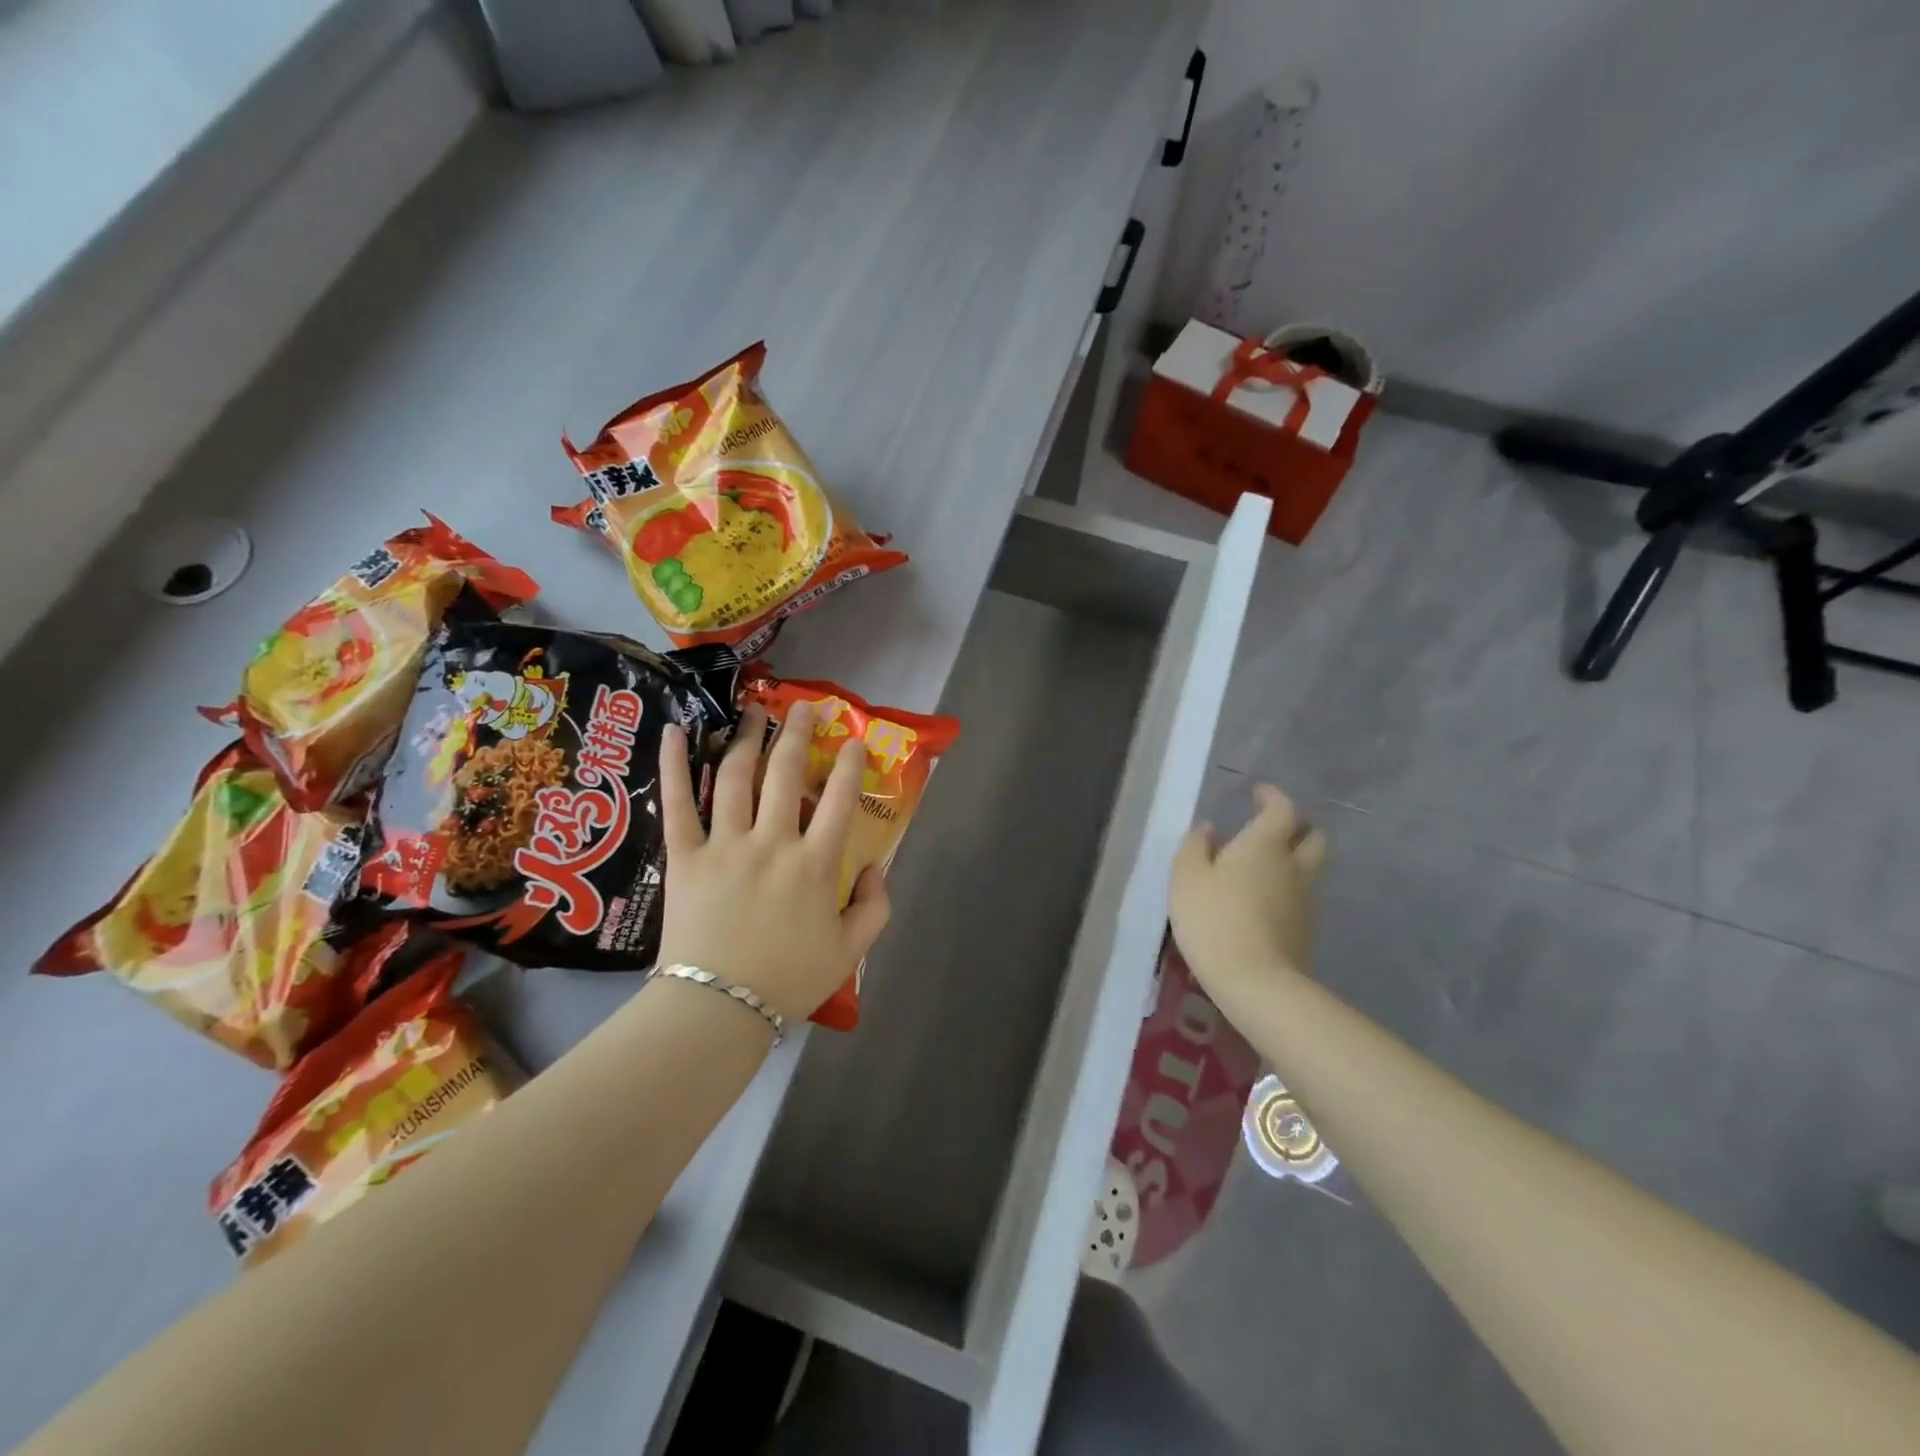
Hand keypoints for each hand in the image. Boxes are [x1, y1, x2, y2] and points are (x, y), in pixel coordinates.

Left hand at [657, 702, 890, 1022]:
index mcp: (815, 864)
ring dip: (747, 737)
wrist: (718, 1008)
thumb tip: (875, 868)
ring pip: (737, 776)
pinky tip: (676, 731)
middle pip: (786, 773)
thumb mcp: (850, 951)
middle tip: (803, 708)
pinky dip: (675, 765)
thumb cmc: (787, 980)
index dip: (851, 766)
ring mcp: (726, 844)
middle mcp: (773, 842)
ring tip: (754, 710)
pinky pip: (678, 804)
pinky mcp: (686, 856)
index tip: (855, 741)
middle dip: (798, 734)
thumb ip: (875, 907)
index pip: (840, 800)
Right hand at [1169, 784, 1326, 1015]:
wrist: (1256, 982)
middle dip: (1298, 825)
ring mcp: (1305, 900)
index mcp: (1264, 845)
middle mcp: (1293, 866)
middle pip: (1313, 836)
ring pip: (1311, 867)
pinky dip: (1289, 887)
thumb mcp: (1186, 878)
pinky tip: (1264, 898)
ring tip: (1264, 864)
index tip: (1259, 793)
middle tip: (1273, 826)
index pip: (1283, 809)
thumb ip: (1195, 847)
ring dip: (1294, 858)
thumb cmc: (1214, 920)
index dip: (1273, 797)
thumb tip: (1208, 829)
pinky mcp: (1306, 929)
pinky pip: (1302, 895)